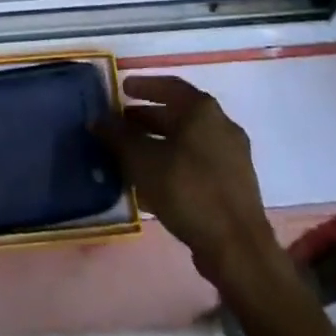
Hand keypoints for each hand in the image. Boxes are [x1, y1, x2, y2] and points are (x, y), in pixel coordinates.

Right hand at [96, 75, 275, 286]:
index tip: (123, 89)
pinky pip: (198, 165)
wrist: (238, 249)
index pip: (170, 86)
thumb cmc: (188, 190)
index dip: (144, 86)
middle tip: (121, 124)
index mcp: (203, 111)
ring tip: (131, 155)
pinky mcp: (234, 186)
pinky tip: (153, 184)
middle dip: (148, 119)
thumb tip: (97, 120)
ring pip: (188, 142)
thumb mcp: (143, 160)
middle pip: (179, 115)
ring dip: (160, 144)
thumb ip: (118, 137)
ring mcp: (232, 157)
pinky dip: (174, 165)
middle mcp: (222, 126)